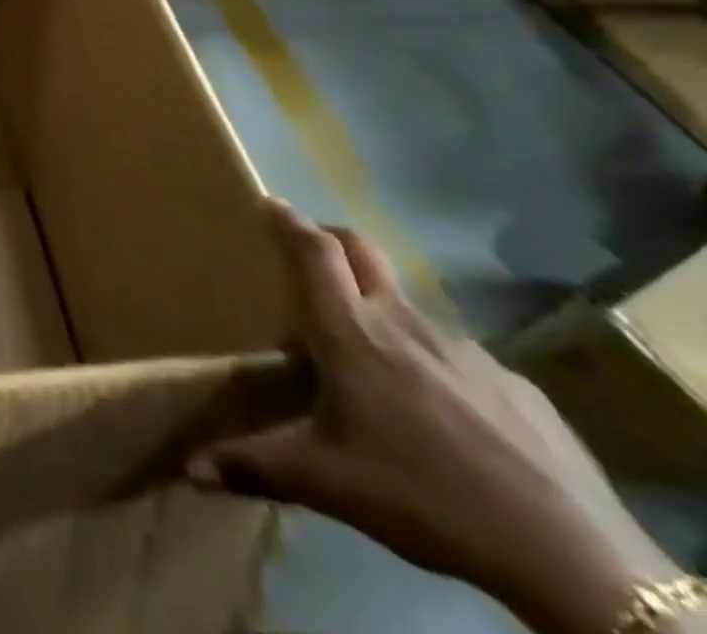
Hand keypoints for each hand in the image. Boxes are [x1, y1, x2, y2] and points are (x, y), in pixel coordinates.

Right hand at [188, 200, 677, 633]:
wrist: (571, 555)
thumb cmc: (421, 493)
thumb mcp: (324, 482)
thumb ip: (251, 465)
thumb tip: (187, 470)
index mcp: (350, 333)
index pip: (314, 252)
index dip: (289, 222)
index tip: (270, 203)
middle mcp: (403, 323)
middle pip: (362, 252)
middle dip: (331, 239)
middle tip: (310, 251)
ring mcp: (465, 351)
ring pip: (408, 305)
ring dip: (380, 307)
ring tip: (370, 352)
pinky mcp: (514, 385)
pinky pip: (457, 356)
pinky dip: (432, 361)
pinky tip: (439, 411)